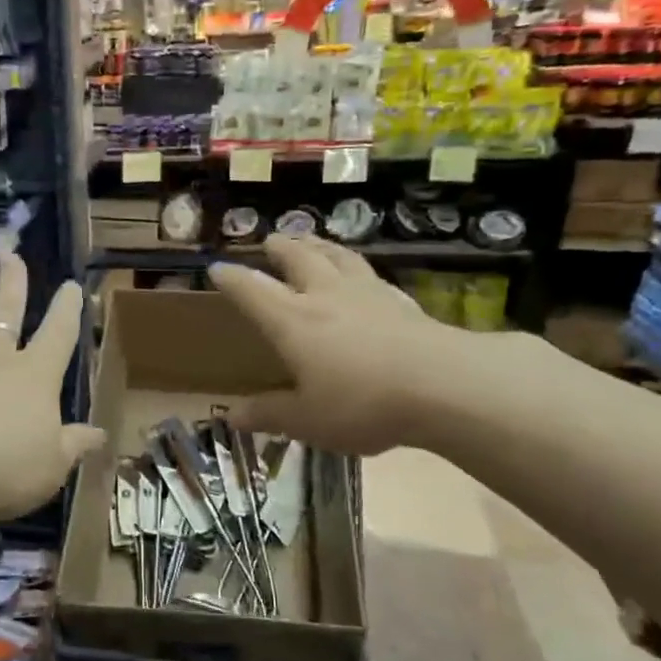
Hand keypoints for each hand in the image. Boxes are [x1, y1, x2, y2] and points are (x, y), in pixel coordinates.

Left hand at [0, 249, 101, 548]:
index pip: (58, 335)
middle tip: (12, 254)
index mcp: (33, 377)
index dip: (67, 310)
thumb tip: (100, 434)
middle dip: (12, 282)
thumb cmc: (1, 469)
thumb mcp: (51, 467)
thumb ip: (73, 445)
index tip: (71, 285)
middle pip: (5, 311)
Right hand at [209, 235, 519, 455]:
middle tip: (272, 240)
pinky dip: (358, 268)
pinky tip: (364, 276)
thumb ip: (269, 414)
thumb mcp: (307, 419)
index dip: (232, 279)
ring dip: (320, 246)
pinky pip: (372, 275)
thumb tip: (232, 416)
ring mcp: (368, 295)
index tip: (216, 268)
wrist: (443, 386)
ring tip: (313, 241)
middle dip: (281, 248)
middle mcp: (326, 297)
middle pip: (300, 259)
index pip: (253, 291)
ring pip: (339, 258)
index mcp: (293, 321)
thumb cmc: (362, 403)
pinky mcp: (402, 303)